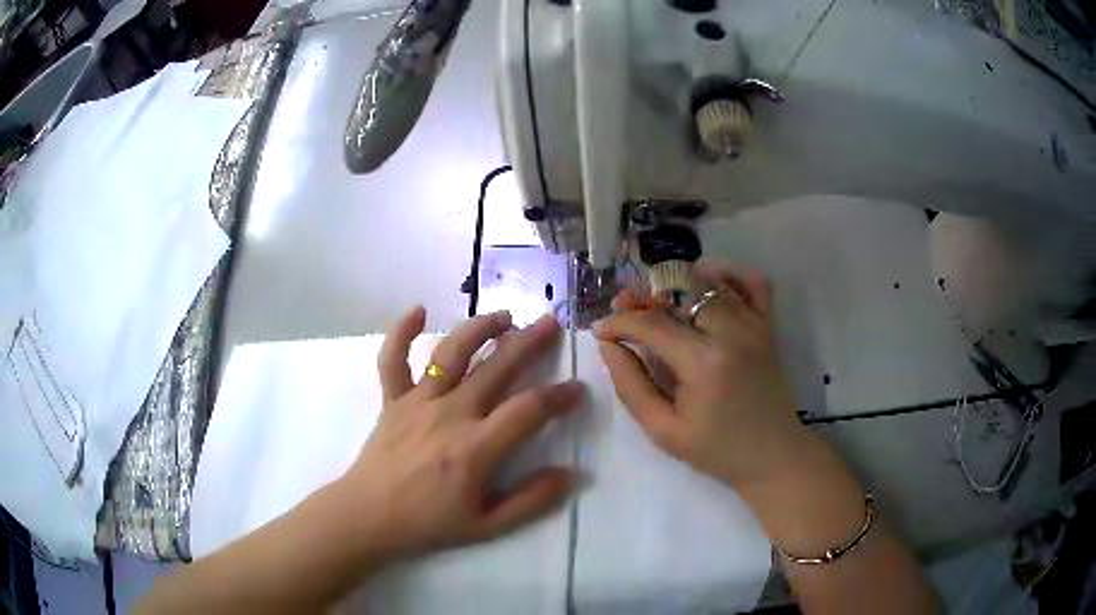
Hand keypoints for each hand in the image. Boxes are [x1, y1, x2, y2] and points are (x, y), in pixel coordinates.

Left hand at [334, 308, 582, 558]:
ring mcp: (417, 401)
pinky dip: (402, 332)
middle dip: (529, 343)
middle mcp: (450, 413)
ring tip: (504, 316)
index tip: (577, 389)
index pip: (529, 410)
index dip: (558, 397)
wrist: (369, 516)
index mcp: (476, 447)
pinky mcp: (392, 399)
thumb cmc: (429, 522)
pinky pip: (393, 359)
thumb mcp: (488, 525)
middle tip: (551, 324)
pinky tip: (418, 310)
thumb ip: (532, 499)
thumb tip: (572, 473)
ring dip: (479, 328)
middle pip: (496, 368)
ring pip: (451, 353)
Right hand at [594, 261, 809, 487]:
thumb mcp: (663, 430)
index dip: (618, 323)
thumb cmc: (717, 450)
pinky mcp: (768, 326)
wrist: (773, 455)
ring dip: (677, 285)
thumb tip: (608, 345)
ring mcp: (754, 324)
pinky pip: (753, 282)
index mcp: (704, 363)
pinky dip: (729, 274)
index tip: (600, 330)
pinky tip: (706, 285)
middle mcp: (732, 332)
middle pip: (678, 291)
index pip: (651, 324)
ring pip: (710, 282)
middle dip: (644, 299)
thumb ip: (631, 385)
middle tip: (627, 316)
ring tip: (659, 305)